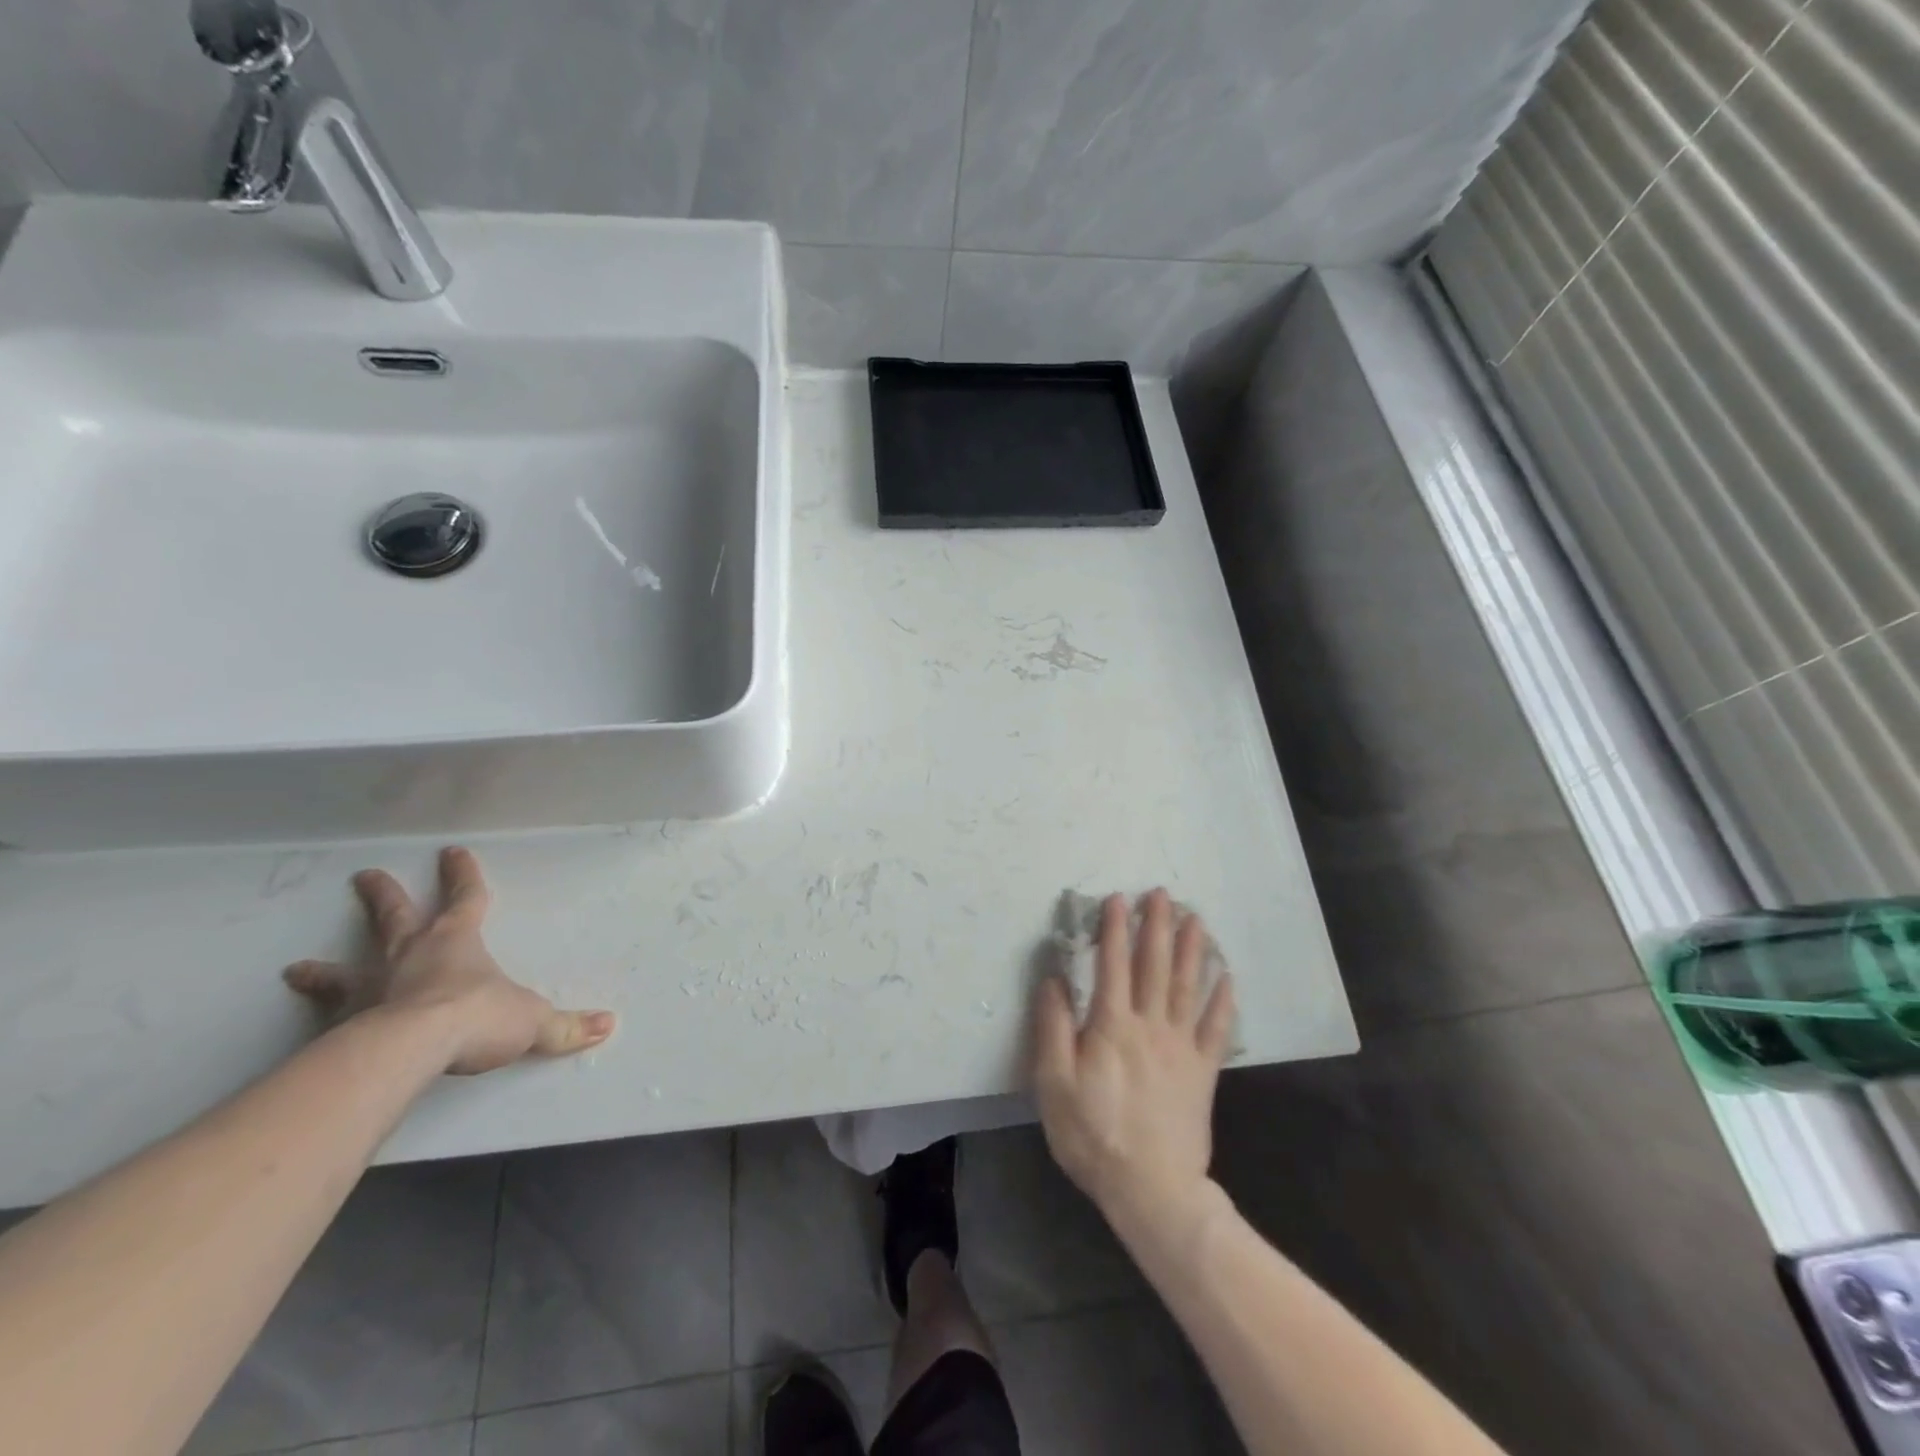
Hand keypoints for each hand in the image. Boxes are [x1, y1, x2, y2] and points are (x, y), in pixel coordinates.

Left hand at [285, 846, 614, 1075]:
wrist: (410, 1049)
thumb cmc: (476, 1018)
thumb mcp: (532, 1022)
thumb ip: (565, 1027)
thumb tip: (607, 1025)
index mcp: (457, 942)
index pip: (466, 898)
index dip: (463, 875)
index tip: (452, 852)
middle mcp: (410, 955)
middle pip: (395, 917)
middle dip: (384, 896)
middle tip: (365, 876)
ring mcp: (371, 988)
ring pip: (346, 969)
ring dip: (325, 968)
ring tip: (297, 968)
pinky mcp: (343, 1024)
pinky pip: (326, 1019)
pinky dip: (313, 1020)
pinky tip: (298, 1031)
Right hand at [1032, 889, 1235, 1231]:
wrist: (1152, 1189)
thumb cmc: (1093, 1134)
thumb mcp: (1053, 1082)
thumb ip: (1053, 1027)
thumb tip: (1055, 979)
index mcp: (1111, 1025)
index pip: (1113, 964)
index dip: (1115, 929)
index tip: (1118, 898)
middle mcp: (1150, 1025)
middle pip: (1155, 966)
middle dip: (1157, 926)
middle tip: (1162, 894)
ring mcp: (1181, 1047)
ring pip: (1188, 987)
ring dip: (1192, 950)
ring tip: (1196, 919)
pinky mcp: (1203, 1072)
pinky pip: (1216, 1029)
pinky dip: (1223, 1001)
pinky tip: (1227, 978)